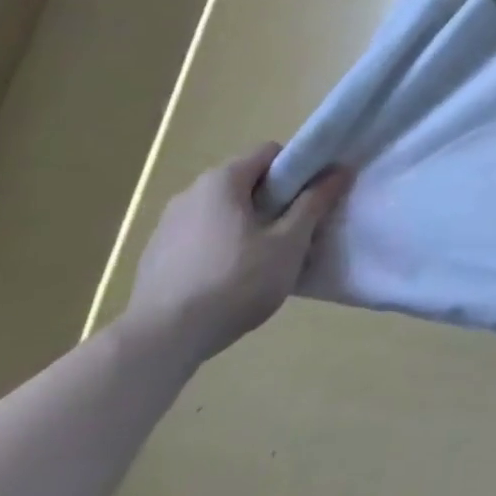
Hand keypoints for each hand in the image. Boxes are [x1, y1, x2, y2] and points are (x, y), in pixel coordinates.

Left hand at [120, 143, 352, 365]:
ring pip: (222, 212)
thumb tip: (340, 169)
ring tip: (263, 261)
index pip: (270, 153)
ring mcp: (167, 226)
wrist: (160, 342)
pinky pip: (200, 237)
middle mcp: (190, 193)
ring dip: (247, 225)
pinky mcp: (154, 257)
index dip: (297, 169)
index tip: (312, 198)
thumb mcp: (289, 243)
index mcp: (222, 180)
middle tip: (294, 232)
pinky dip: (220, 248)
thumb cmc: (234, 282)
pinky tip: (228, 281)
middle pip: (246, 182)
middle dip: (274, 201)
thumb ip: (315, 202)